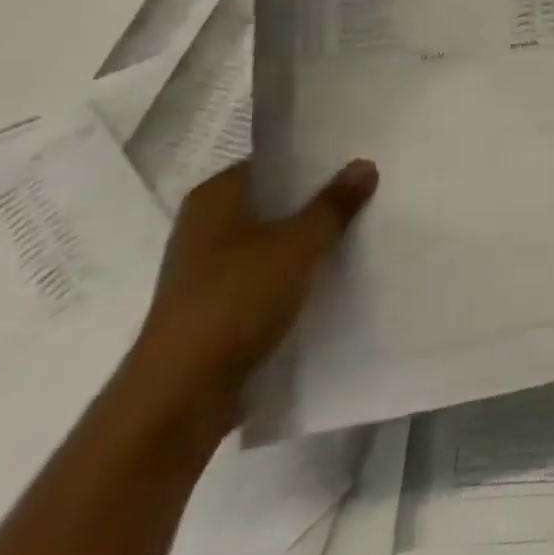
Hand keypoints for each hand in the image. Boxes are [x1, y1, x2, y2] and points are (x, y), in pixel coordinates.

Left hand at [121, 159, 377, 434]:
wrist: (181, 397)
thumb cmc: (236, 300)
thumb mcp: (298, 244)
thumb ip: (334, 204)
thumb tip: (365, 164)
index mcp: (215, 196)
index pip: (274, 161)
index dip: (316, 158)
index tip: (358, 157)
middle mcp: (206, 225)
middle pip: (276, 200)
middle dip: (318, 198)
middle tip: (371, 189)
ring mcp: (209, 268)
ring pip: (274, 239)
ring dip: (310, 238)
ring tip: (361, 229)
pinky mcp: (218, 306)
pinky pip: (268, 275)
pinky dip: (297, 272)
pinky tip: (334, 274)